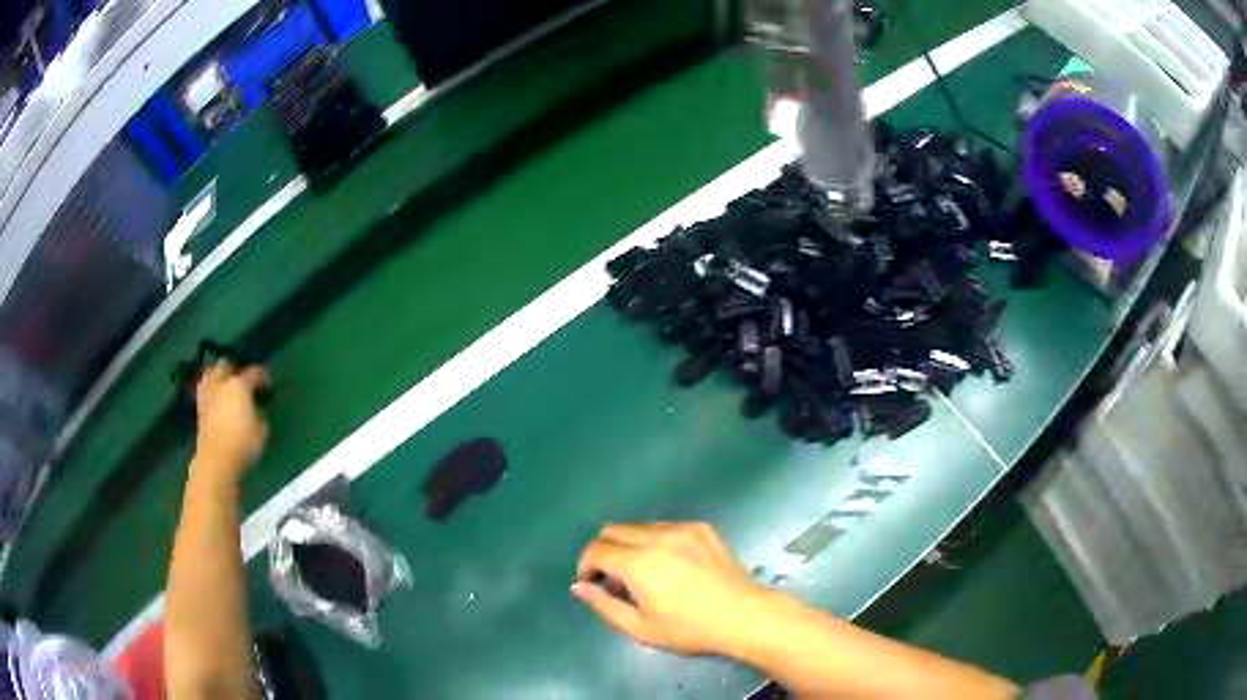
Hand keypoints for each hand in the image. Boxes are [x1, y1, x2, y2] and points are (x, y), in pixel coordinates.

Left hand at [193, 362, 268, 486]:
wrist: (216, 461)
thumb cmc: (243, 444)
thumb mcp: (261, 430)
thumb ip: (259, 412)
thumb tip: (257, 406)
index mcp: (239, 384)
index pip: (254, 372)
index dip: (262, 376)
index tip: (268, 383)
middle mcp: (220, 382)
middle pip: (226, 365)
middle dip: (235, 369)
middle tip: (244, 379)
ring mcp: (207, 393)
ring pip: (212, 374)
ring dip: (220, 377)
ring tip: (228, 387)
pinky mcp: (199, 407)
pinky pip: (207, 390)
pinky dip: (213, 391)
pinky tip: (219, 399)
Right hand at [572, 522, 777, 656]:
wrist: (745, 616)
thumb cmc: (691, 630)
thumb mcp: (641, 628)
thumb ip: (604, 605)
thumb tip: (578, 587)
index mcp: (639, 563)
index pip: (596, 549)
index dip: (586, 566)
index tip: (591, 585)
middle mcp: (658, 537)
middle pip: (613, 530)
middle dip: (604, 552)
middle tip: (614, 581)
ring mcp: (683, 529)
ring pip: (639, 526)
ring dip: (629, 545)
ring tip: (643, 574)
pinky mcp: (702, 528)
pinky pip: (665, 527)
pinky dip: (655, 540)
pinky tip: (670, 565)